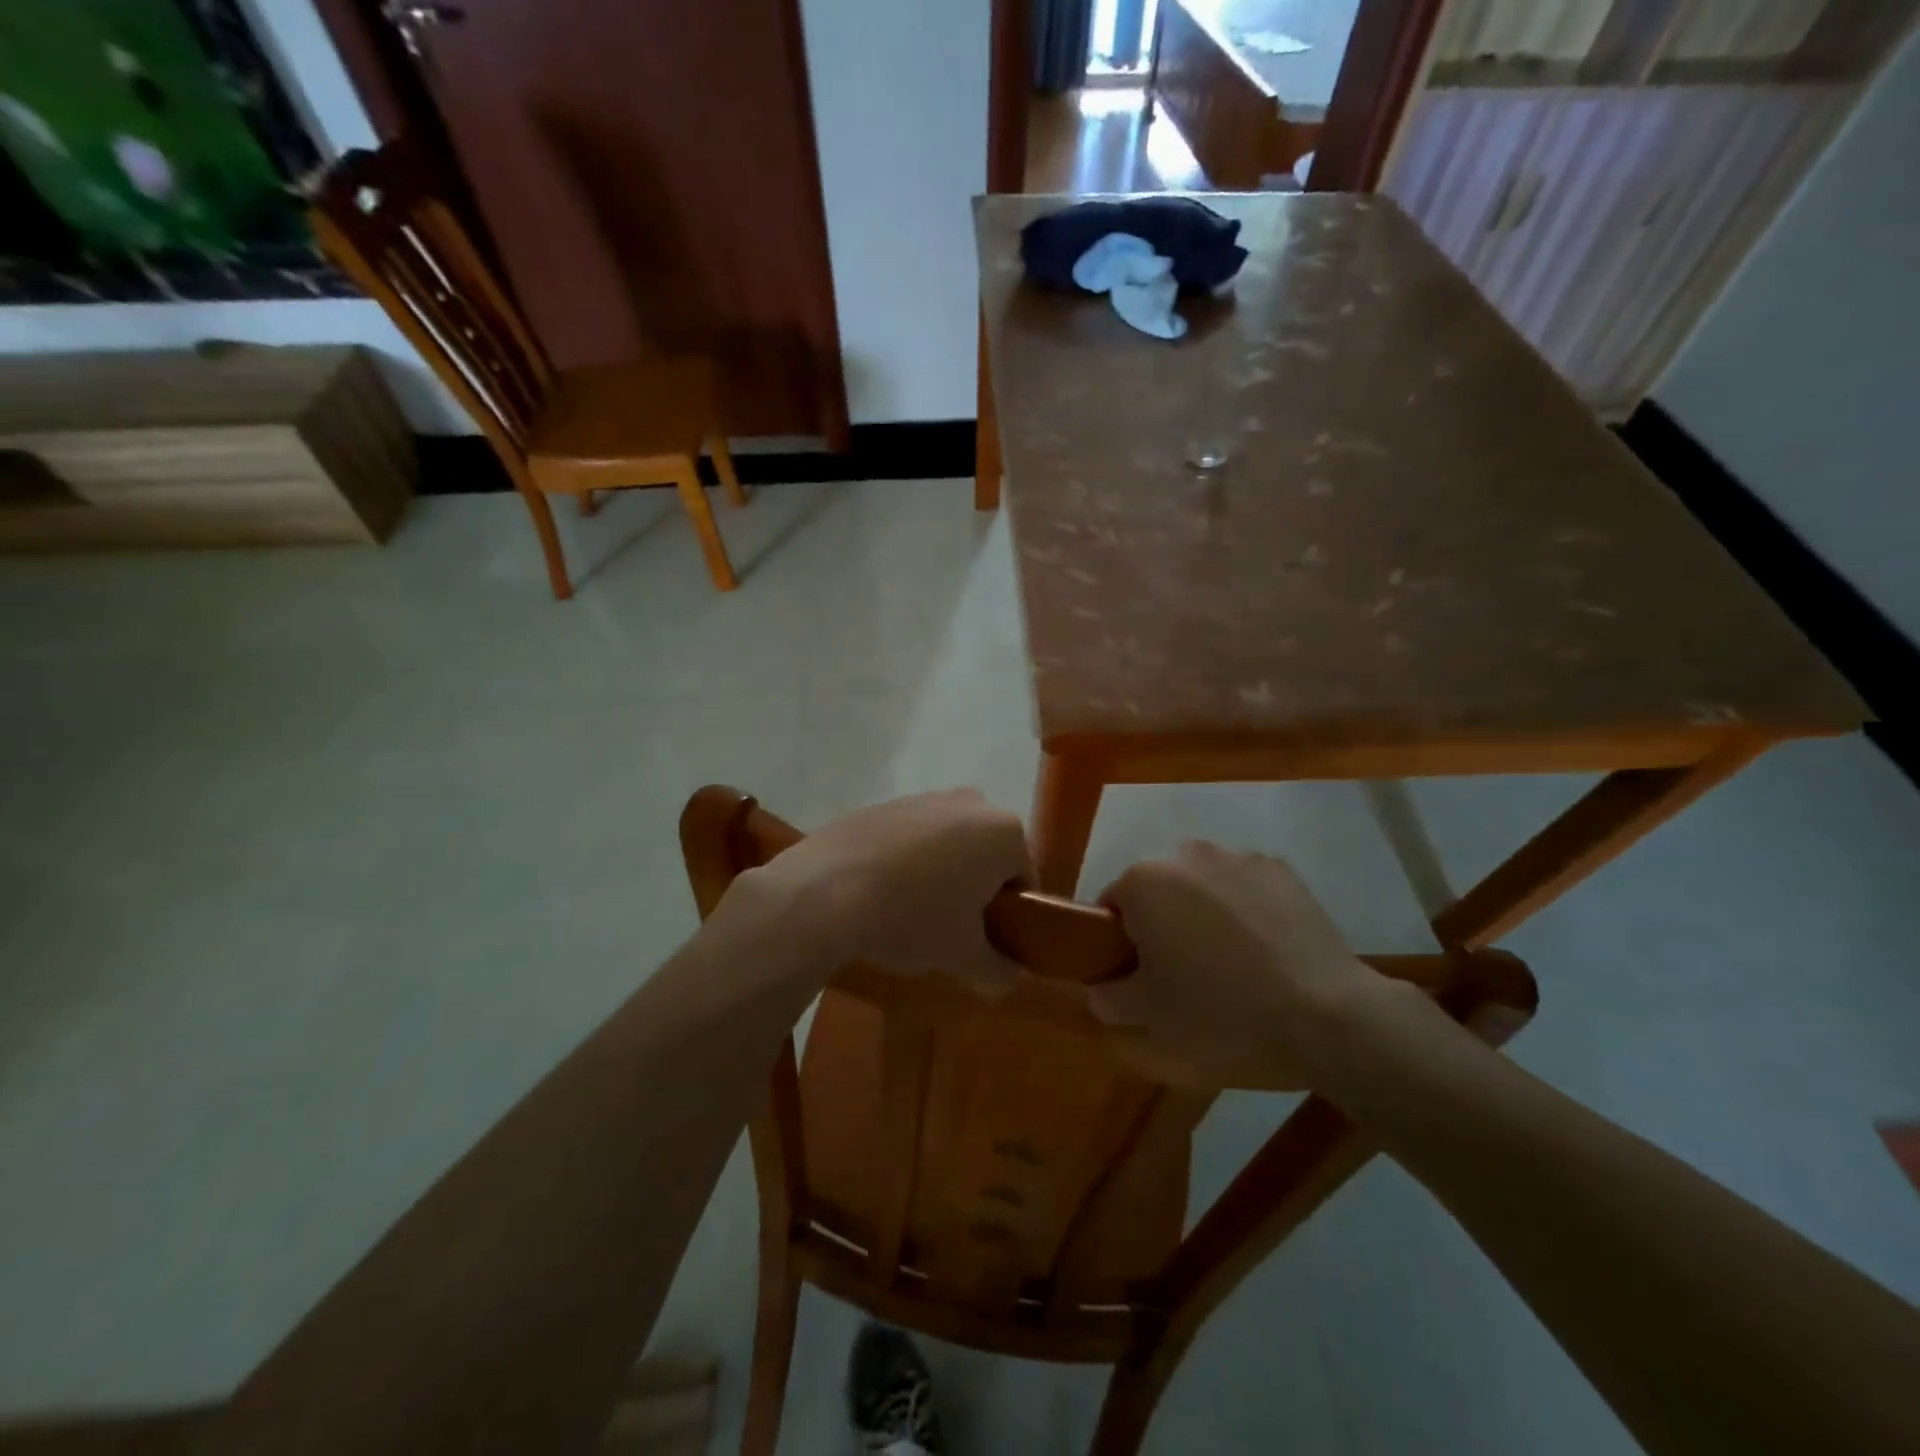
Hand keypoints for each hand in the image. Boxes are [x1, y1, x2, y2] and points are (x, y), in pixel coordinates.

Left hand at [738, 789, 1034, 993]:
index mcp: (1004, 832)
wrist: (824, 890)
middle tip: (952, 930)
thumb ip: (998, 970)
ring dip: (942, 874)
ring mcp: (924, 797)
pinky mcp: (885, 803)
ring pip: (950, 844)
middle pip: (988, 856)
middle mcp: (971, 803)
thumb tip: (1010, 979)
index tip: (986, 942)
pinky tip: (882, 892)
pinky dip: (907, 861)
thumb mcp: (962, 956)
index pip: (1024, 880)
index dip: (1011, 916)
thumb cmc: (912, 919)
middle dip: (976, 890)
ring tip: (911, 914)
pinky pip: (912, 837)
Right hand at [1087, 840, 1378, 1084]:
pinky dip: (1244, 911)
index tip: (1142, 979)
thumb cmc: (1223, 1014)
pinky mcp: (1281, 869)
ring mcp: (1238, 856)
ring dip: (1203, 914)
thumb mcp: (1148, 1019)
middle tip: (1184, 976)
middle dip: (1162, 925)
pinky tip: (1264, 952)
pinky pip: (1243, 887)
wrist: (1328, 1017)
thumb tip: (1098, 986)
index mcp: (1144, 881)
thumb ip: (1106, 996)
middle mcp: (1186, 853)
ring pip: (1201, 886)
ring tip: (1230, 965)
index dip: (1121, 945)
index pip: (1111, 907)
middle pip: (1157, 891)